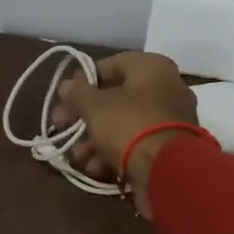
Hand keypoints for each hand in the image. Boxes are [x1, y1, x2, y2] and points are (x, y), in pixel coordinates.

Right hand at [54, 52, 200, 215]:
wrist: (167, 169)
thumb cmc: (128, 124)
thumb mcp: (95, 106)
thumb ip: (78, 93)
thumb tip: (67, 85)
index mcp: (153, 67)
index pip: (112, 64)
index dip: (84, 80)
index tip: (64, 97)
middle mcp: (167, 88)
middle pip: (117, 97)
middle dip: (86, 115)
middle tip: (62, 126)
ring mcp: (171, 119)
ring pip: (126, 123)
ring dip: (96, 139)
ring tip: (77, 156)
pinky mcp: (170, 147)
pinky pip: (138, 143)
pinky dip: (116, 152)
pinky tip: (96, 167)